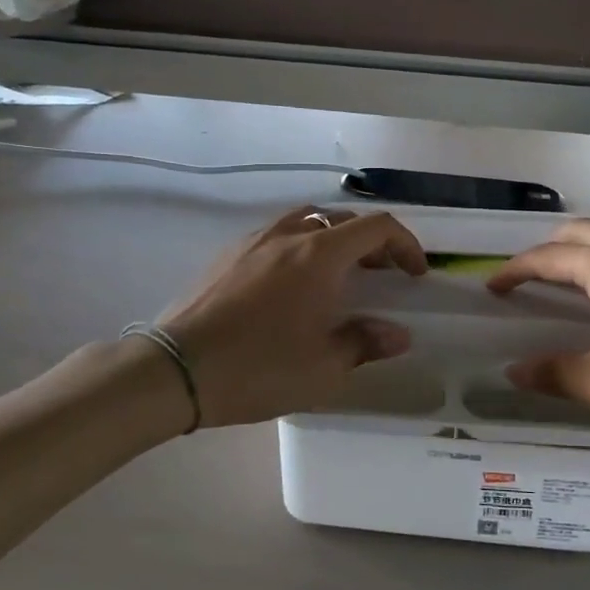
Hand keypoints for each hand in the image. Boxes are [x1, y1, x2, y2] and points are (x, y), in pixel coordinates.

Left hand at [159, 206, 427, 427]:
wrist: (175, 370)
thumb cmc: (258, 368)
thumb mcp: (323, 367)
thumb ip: (365, 343)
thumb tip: (397, 334)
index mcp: (319, 254)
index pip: (377, 227)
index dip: (406, 244)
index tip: (415, 273)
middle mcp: (288, 234)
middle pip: (343, 220)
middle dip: (372, 243)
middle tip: (382, 275)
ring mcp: (253, 240)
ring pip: (306, 220)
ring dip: (333, 239)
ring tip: (338, 274)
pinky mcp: (227, 254)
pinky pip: (277, 235)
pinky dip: (300, 246)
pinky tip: (291, 284)